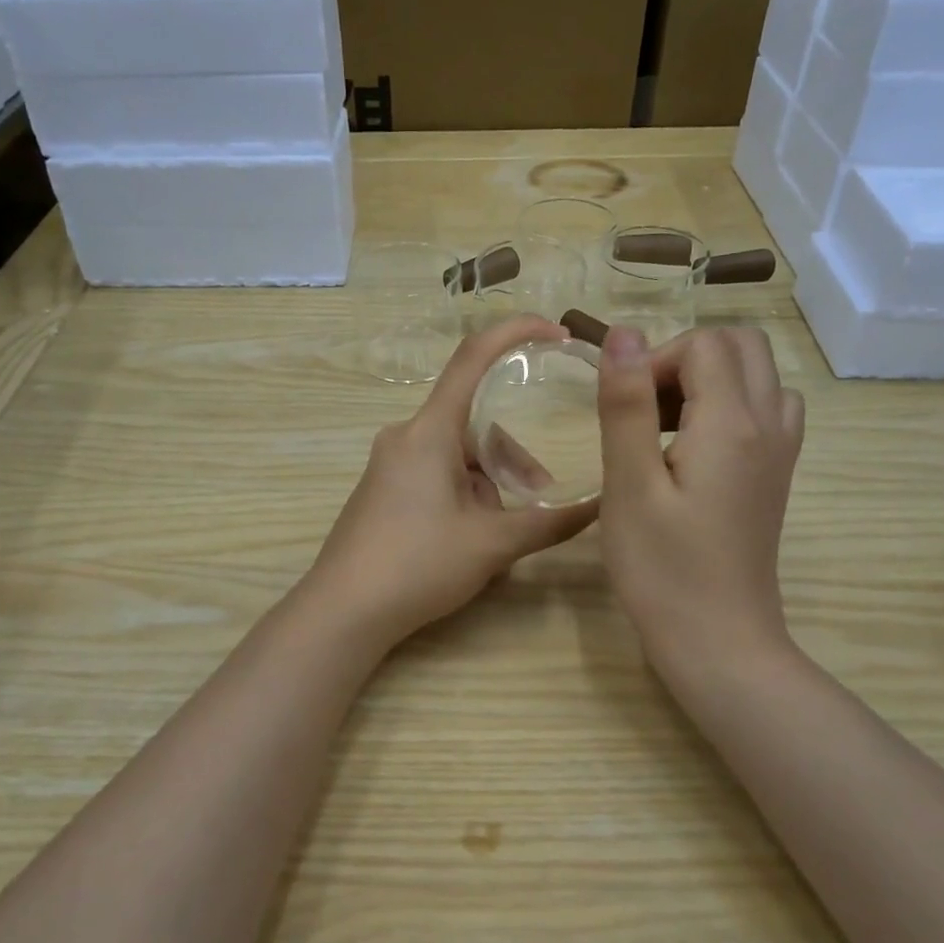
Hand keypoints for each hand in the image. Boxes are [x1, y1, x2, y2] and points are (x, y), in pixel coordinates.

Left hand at [304, 315, 598, 646]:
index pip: (473, 358)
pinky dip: (464, 493)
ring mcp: (389, 464)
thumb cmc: (417, 565)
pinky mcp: (382, 489)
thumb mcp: (491, 544)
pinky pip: (435, 474)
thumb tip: (599, 507)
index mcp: (429, 431)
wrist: (343, 610)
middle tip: (540, 494)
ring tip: (502, 533)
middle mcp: (405, 436)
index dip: (516, 333)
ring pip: (456, 455)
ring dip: (488, 483)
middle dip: (511, 455)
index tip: (555, 332)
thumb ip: (548, 523)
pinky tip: (472, 538)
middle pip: (473, 423)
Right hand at [596, 324, 804, 681]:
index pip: (704, 344)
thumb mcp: (629, 486)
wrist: (719, 640)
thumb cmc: (663, 569)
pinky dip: (731, 406)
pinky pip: (767, 411)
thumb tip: (623, 334)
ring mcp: (781, 452)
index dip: (656, 361)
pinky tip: (694, 449)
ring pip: (759, 376)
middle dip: (686, 359)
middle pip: (742, 346)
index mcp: (732, 423)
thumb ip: (626, 405)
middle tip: (644, 409)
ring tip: (665, 427)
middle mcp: (770, 425)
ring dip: (711, 380)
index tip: (624, 409)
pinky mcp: (777, 476)